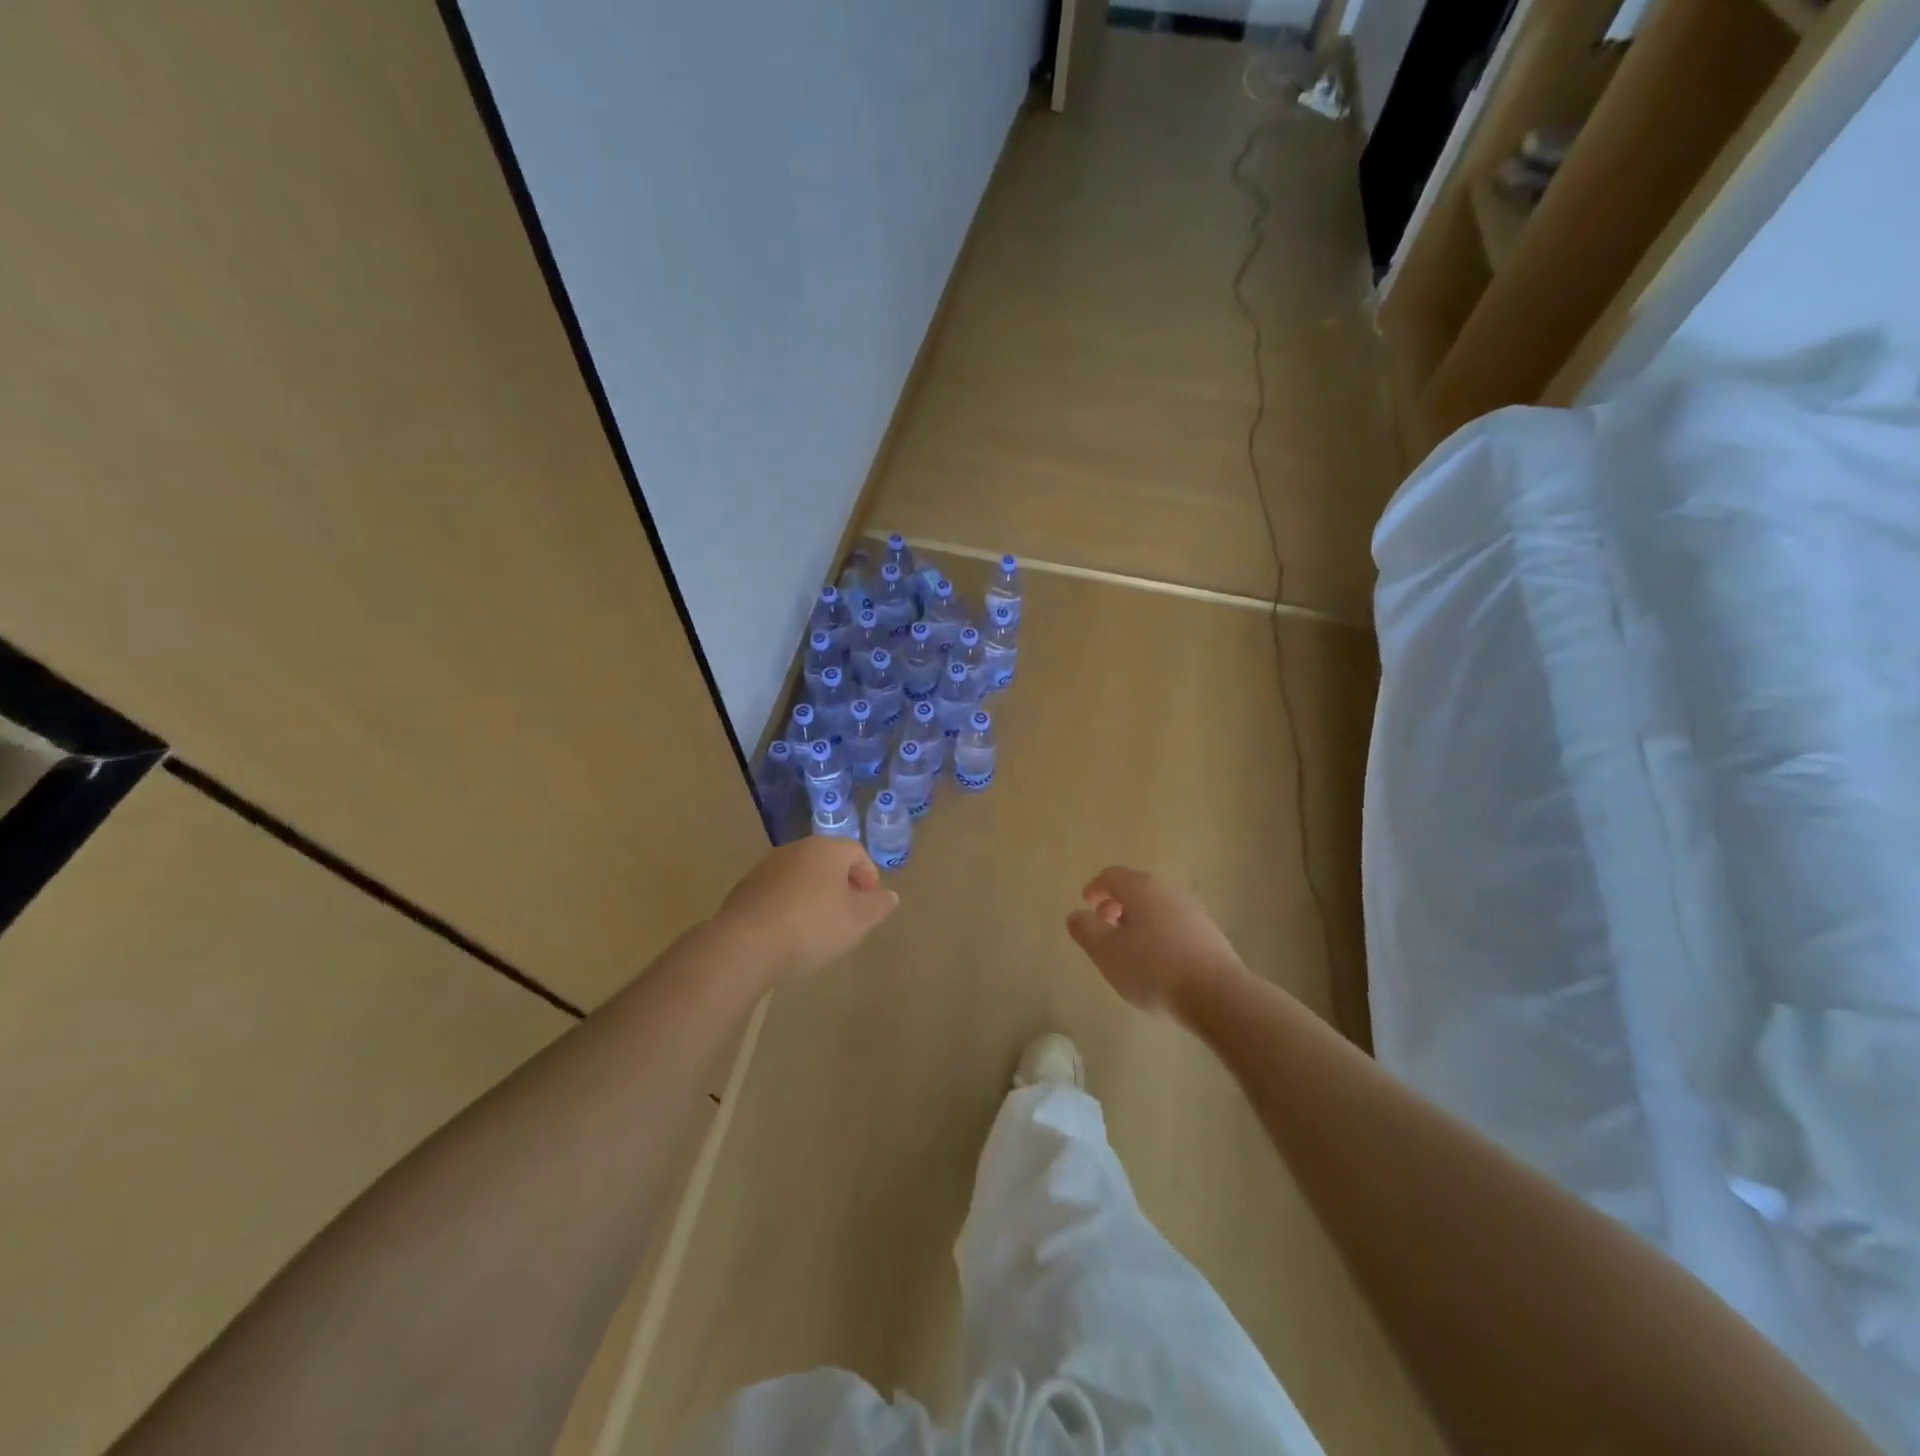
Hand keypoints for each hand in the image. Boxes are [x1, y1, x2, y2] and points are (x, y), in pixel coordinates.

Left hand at [714, 838, 897, 984]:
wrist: (745, 944)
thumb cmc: (811, 926)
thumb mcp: (857, 921)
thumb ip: (878, 906)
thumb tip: (889, 896)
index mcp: (826, 849)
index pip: (857, 852)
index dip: (870, 876)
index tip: (872, 904)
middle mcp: (795, 849)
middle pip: (827, 861)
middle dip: (842, 885)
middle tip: (849, 914)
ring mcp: (766, 867)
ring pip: (801, 876)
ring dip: (815, 895)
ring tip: (819, 926)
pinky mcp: (746, 888)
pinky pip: (778, 892)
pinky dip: (790, 905)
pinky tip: (790, 932)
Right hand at [1066, 866, 1247, 1022]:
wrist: (1218, 996)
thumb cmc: (1153, 970)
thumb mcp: (1107, 953)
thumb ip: (1085, 930)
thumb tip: (1077, 915)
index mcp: (1141, 888)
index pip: (1112, 875)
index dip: (1095, 888)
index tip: (1087, 905)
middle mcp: (1168, 891)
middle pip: (1136, 888)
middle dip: (1116, 904)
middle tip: (1104, 927)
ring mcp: (1193, 911)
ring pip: (1156, 906)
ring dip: (1138, 920)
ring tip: (1129, 949)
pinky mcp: (1209, 933)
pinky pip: (1174, 923)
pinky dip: (1158, 932)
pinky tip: (1157, 962)